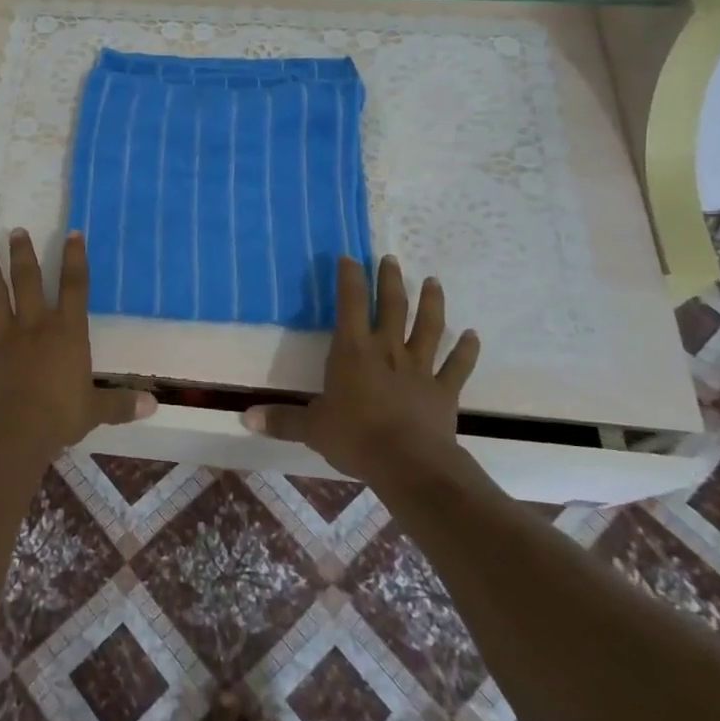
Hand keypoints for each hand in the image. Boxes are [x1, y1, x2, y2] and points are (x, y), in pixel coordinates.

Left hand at [0, 230, 152, 464]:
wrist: (13, 432)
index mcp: (67, 334)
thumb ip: (121, 404)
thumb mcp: (96, 411)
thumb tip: (154, 405)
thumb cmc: (59, 417)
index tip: (72, 233)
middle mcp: (34, 327)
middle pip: (29, 282)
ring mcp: (2, 339)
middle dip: (23, 254)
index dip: (75, 259)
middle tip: (15, 230)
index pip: (75, 288)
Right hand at [242, 256, 479, 481]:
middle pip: (391, 306)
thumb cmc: (355, 438)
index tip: (350, 257)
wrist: (407, 463)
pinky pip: (457, 366)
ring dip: (431, 303)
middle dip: (390, 280)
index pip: (349, 304)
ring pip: (428, 328)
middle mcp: (387, 350)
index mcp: (353, 351)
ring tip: (433, 281)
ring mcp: (419, 368)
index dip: (349, 278)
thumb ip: (281, 419)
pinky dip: (467, 350)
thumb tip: (246, 418)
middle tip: (391, 258)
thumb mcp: (311, 428)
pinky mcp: (443, 390)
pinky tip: (473, 335)